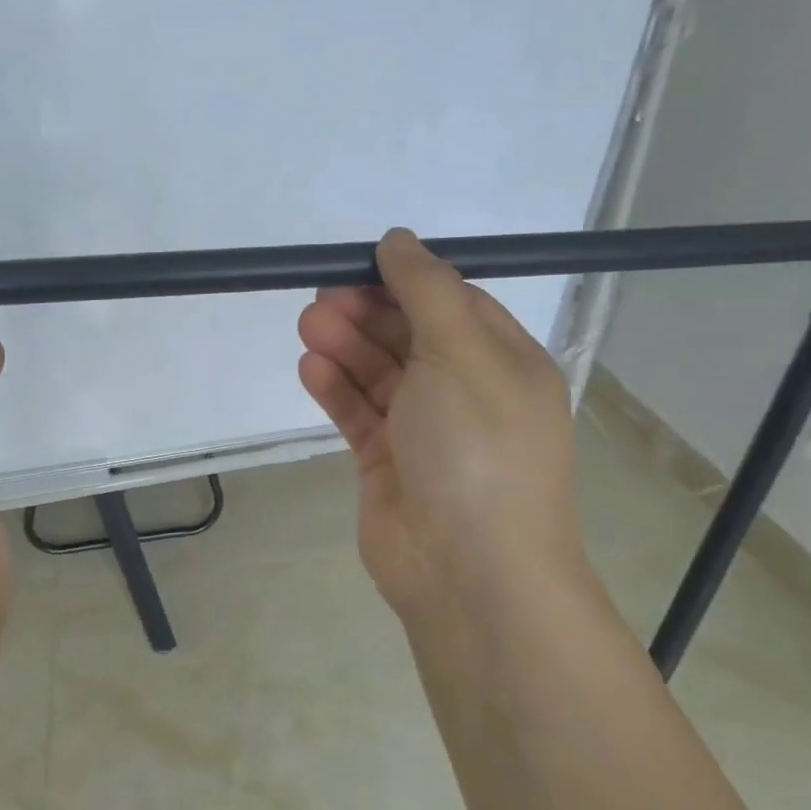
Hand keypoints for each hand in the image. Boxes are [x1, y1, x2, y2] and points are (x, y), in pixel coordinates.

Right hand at [297, 229, 587, 633]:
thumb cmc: (477, 448)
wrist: (469, 570)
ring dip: (346, 347)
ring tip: (307, 325)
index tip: (360, 264)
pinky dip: (336, 389)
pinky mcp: (389, 464)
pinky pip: (360, 415)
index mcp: (503, 362)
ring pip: (380, 375)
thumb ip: (426, 292)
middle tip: (321, 297)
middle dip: (367, 313)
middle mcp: (467, 392)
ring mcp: (426, 431)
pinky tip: (310, 367)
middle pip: (410, 337)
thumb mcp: (461, 353)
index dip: (407, 281)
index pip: (453, 303)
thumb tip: (398, 239)